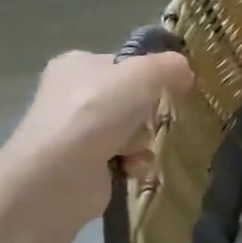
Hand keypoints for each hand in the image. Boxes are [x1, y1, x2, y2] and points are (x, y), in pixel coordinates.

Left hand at [0, 49, 194, 242]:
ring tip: (136, 149)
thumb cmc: (96, 114)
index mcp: (76, 64)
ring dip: (142, 139)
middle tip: (152, 118)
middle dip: (147, 112)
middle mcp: (70, 96)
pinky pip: (123, 158)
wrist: (56, 178)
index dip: (149, 74)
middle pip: (130, 98)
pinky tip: (131, 168)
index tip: (170, 86)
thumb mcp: (143, 74)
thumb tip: (185, 72)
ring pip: (130, 129)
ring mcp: (74, 133)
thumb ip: (170, 66)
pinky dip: (133, 163)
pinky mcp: (80, 167)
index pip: (124, 63)